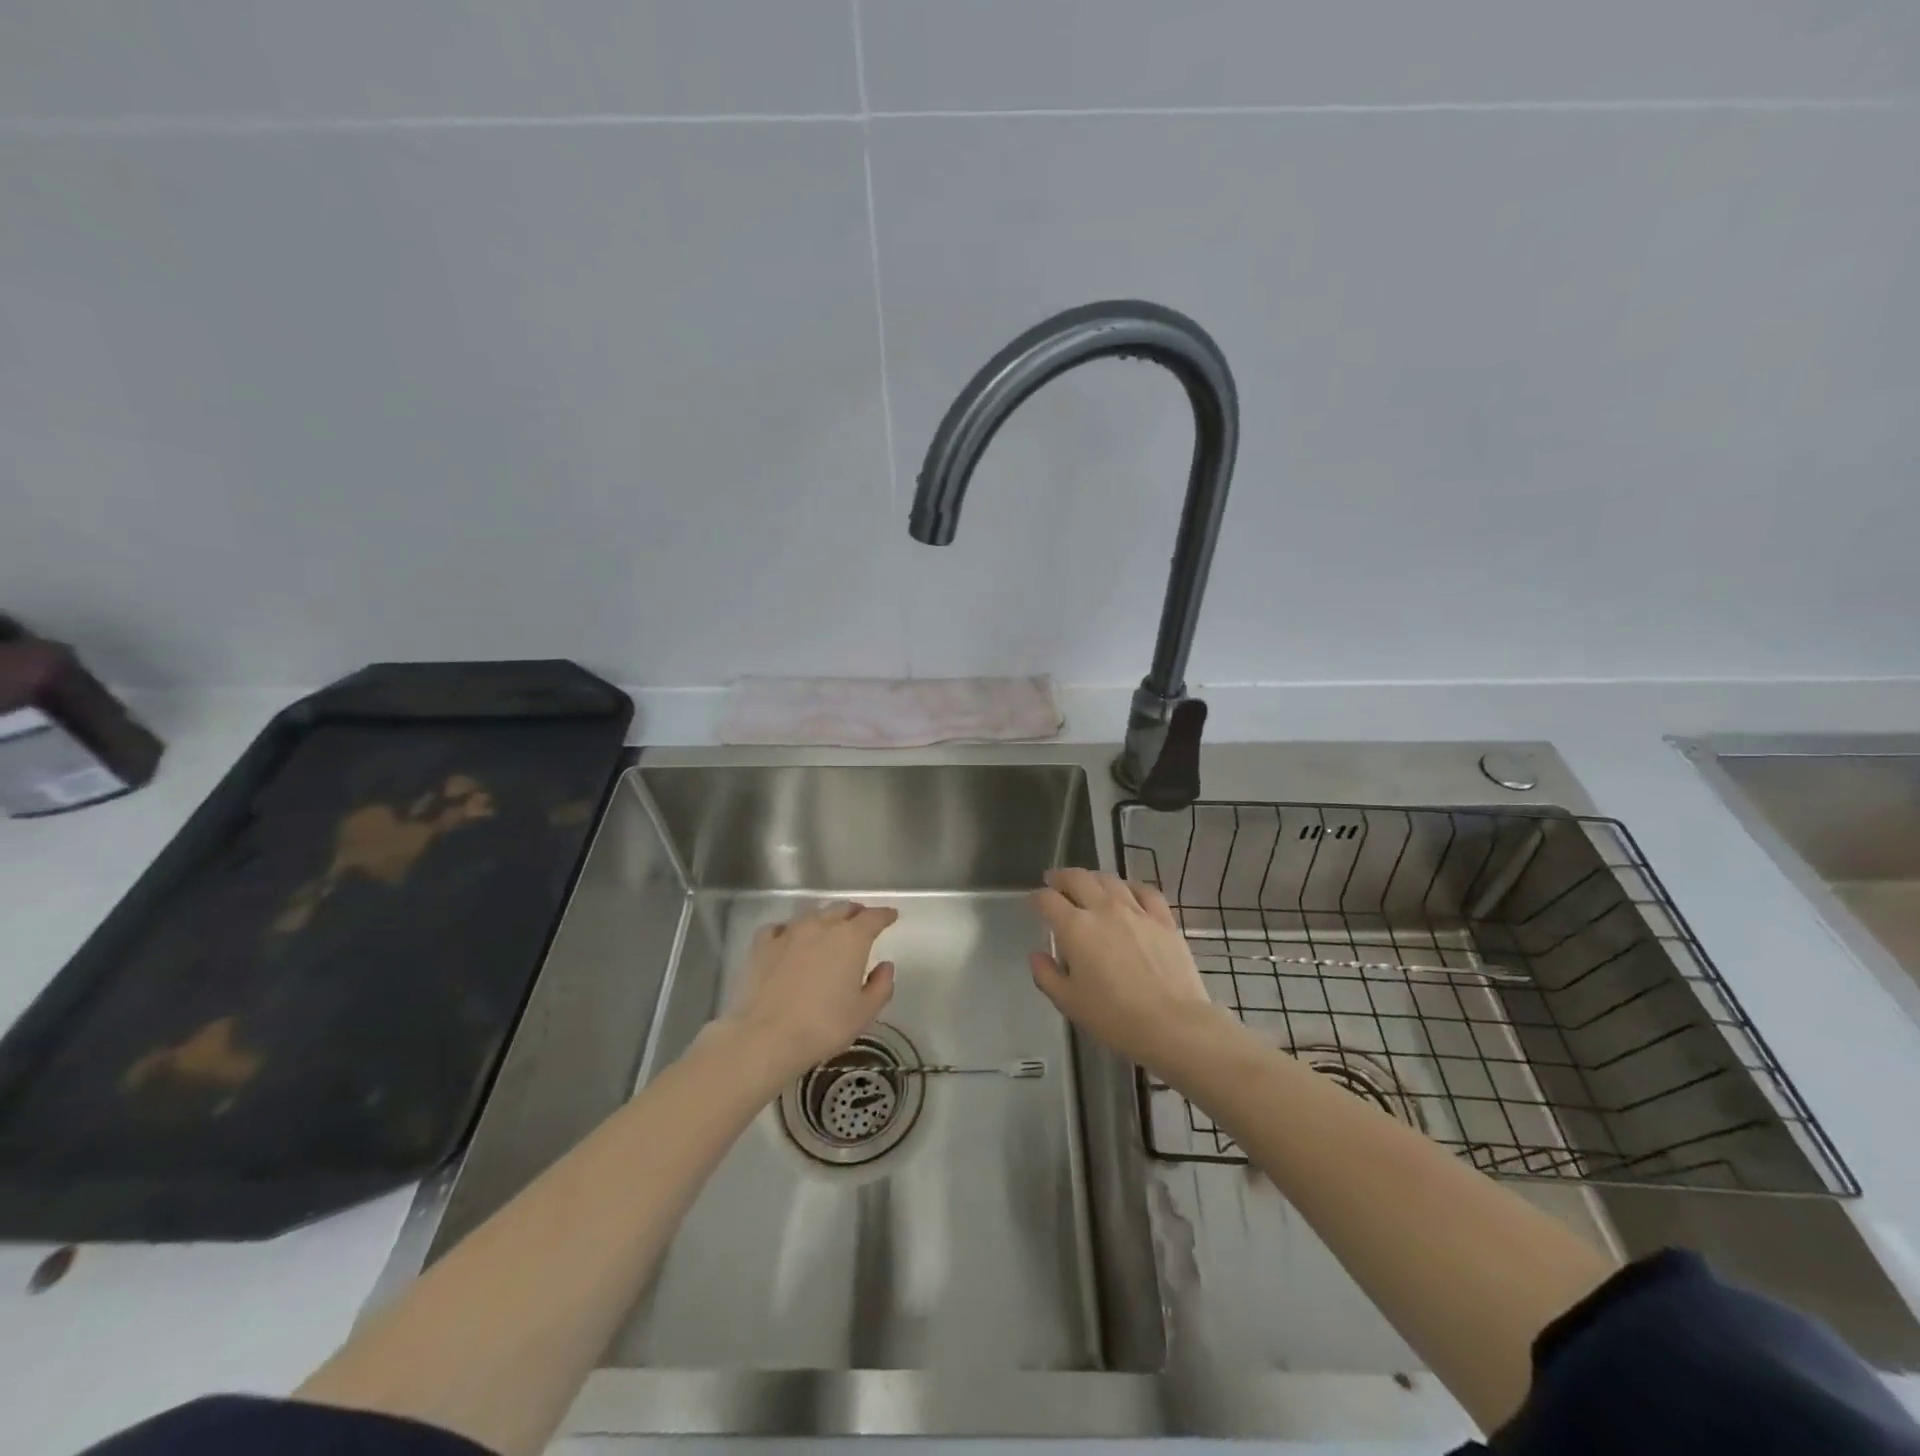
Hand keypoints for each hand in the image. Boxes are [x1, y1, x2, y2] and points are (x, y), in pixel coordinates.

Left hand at [714, 900, 898, 1080]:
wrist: (766, 1037)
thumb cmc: (824, 1026)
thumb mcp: (864, 1013)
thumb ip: (881, 986)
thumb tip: (885, 966)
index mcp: (851, 938)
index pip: (873, 917)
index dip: (885, 915)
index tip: (891, 916)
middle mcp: (821, 926)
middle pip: (842, 908)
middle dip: (855, 913)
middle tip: (862, 922)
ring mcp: (789, 932)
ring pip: (812, 915)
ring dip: (825, 919)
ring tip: (828, 930)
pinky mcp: (762, 945)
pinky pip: (780, 928)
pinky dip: (789, 930)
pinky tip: (788, 940)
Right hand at [1029, 869, 1223, 1071]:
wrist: (1172, 1024)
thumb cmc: (1114, 1017)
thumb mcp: (1069, 1002)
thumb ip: (1046, 975)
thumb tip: (1037, 955)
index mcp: (1076, 928)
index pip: (1048, 900)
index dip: (1036, 898)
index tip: (1033, 902)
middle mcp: (1104, 909)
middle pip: (1078, 878)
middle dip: (1061, 877)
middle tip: (1054, 881)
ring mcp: (1136, 911)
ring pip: (1110, 880)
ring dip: (1093, 878)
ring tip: (1088, 884)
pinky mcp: (1163, 919)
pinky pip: (1145, 890)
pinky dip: (1131, 886)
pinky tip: (1127, 891)